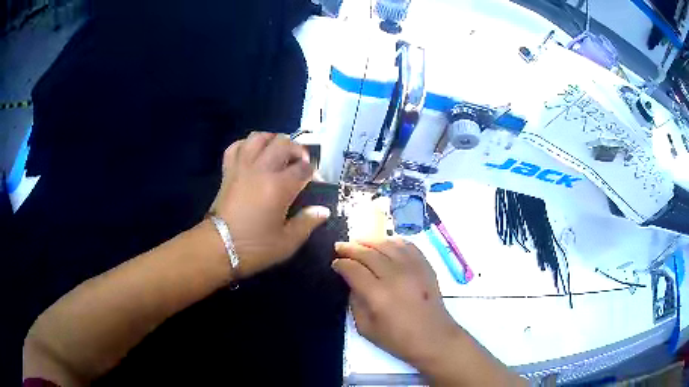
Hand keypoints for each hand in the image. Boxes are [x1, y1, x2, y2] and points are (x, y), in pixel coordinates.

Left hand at [210, 132, 330, 278]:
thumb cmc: (255, 247)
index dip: (313, 172)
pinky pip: (236, 146)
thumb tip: (323, 210)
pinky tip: (253, 153)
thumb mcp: (287, 242)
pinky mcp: (228, 171)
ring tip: (278, 152)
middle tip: (300, 163)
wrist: (218, 248)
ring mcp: (242, 167)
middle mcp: (261, 169)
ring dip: (272, 140)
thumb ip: (307, 223)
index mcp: (279, 186)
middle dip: (297, 150)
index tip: (315, 181)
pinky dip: (247, 145)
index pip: (303, 167)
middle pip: (283, 143)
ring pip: (259, 137)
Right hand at [332, 239, 461, 369]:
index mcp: (378, 295)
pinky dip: (393, 241)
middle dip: (351, 248)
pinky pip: (407, 246)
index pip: (354, 269)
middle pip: (369, 253)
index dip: (341, 264)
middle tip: (340, 247)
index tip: (335, 263)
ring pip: (387, 244)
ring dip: (370, 241)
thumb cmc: (398, 339)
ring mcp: (413, 268)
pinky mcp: (425, 266)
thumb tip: (352, 282)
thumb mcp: (366, 328)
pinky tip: (385, 244)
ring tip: (359, 242)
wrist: (433, 338)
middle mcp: (395, 276)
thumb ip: (355, 303)